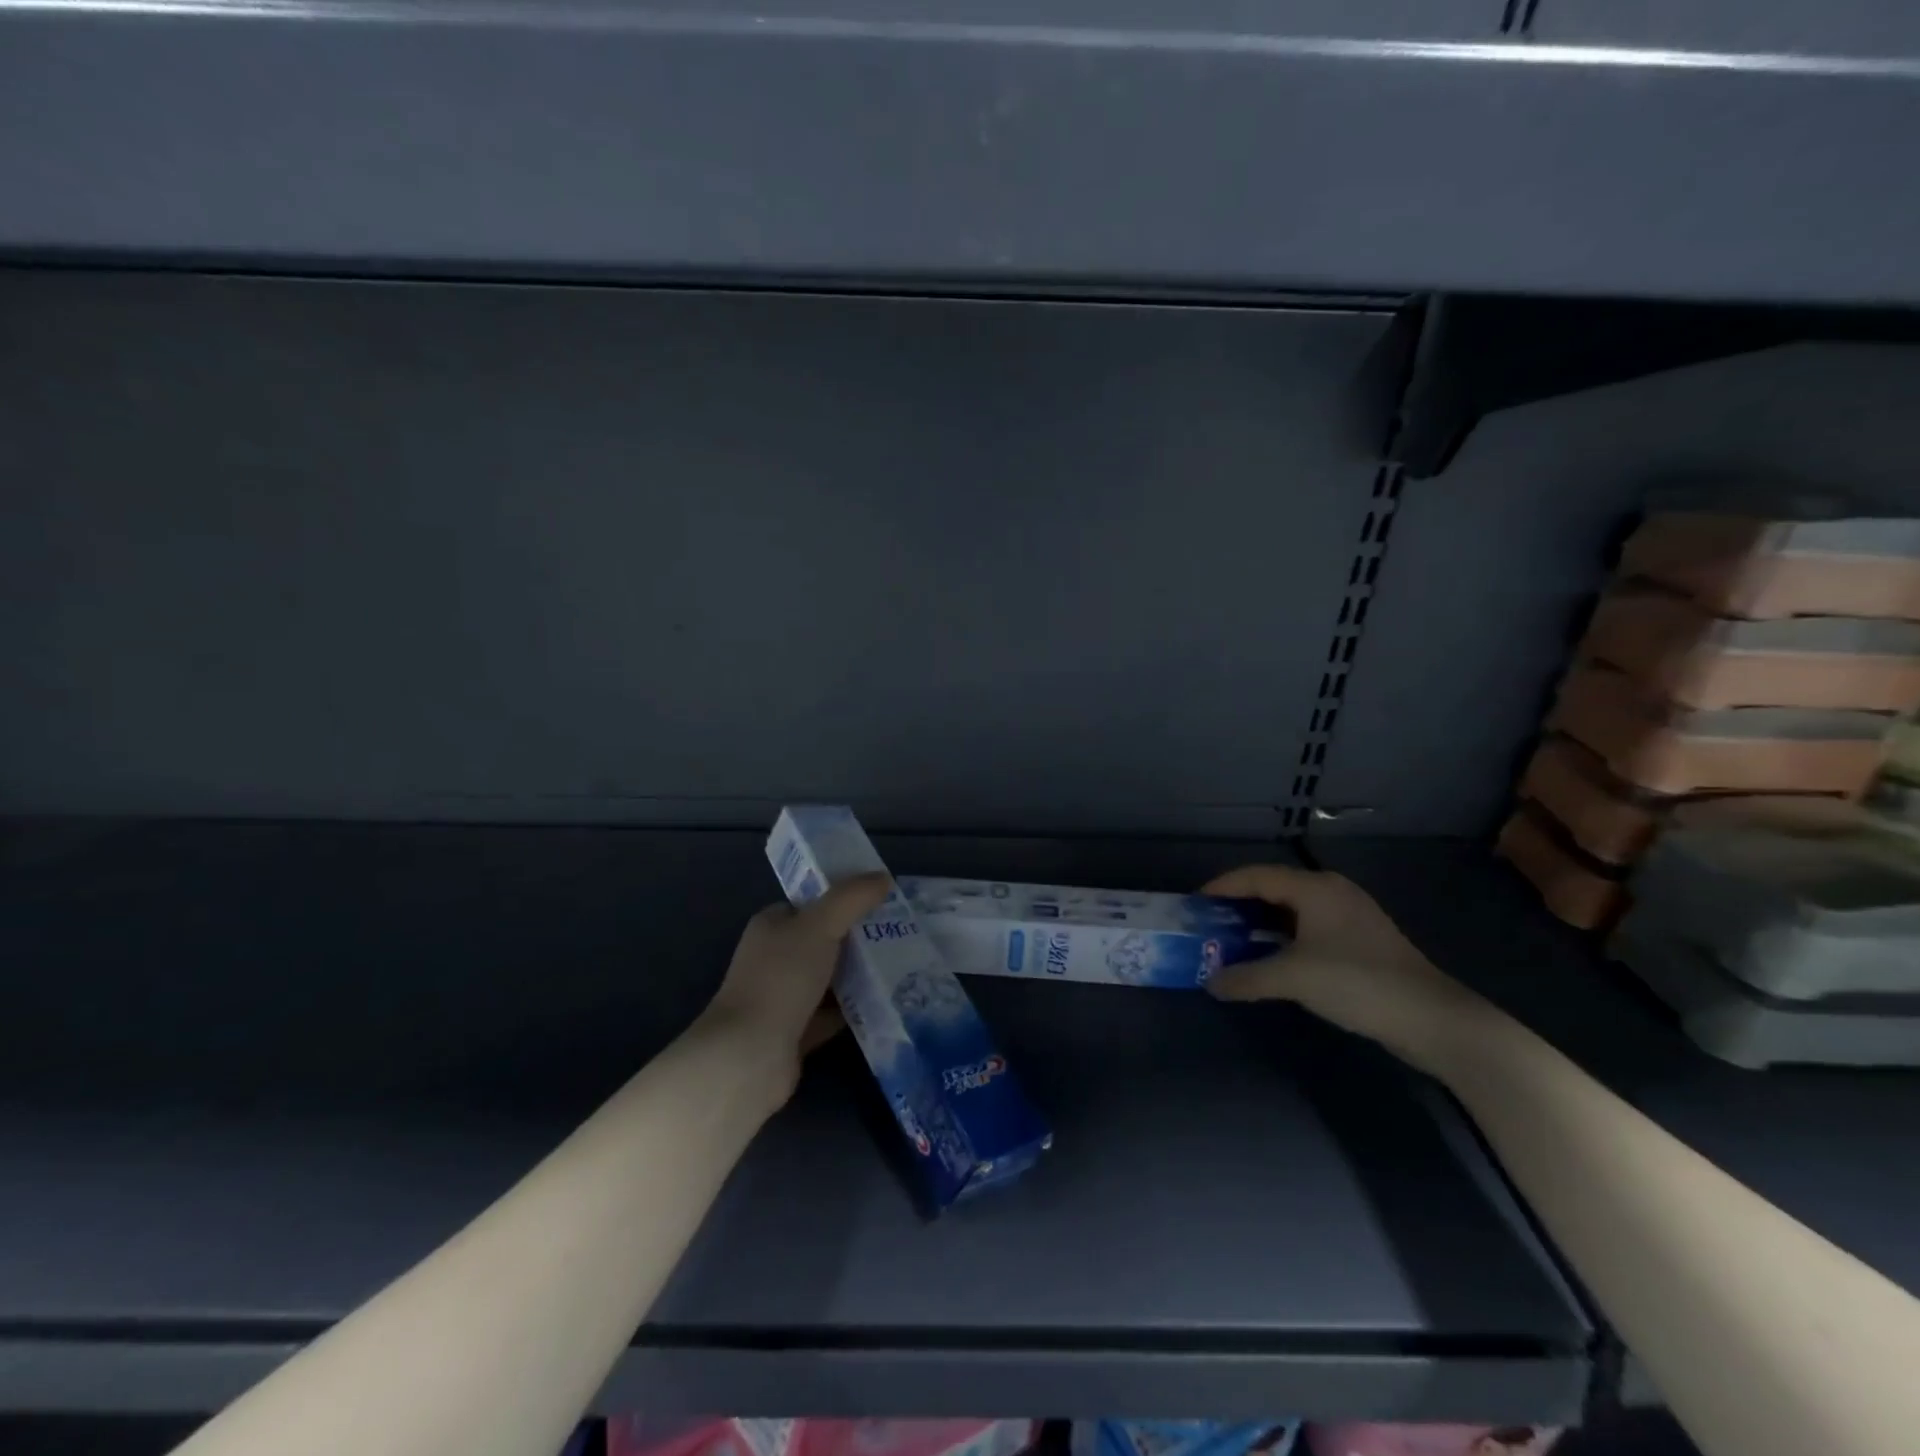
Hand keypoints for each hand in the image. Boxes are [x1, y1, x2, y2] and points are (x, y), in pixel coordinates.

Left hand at [699, 873, 889, 1102]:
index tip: (880, 899)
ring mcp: (783, 998)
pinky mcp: (795, 1033)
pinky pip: (832, 1013)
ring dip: (859, 974)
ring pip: (829, 978)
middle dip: (858, 937)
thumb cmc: (781, 979)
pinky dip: (854, 1009)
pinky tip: (886, 1002)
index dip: (841, 898)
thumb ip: (851, 898)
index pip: (809, 904)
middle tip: (901, 931)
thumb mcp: (820, 925)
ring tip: (902, 964)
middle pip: (823, 940)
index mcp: (771, 926)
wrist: (750, 1057)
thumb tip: (884, 877)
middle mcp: (774, 959)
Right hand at [1202, 864, 1495, 1074]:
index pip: (1256, 876)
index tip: (1194, 904)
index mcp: (1315, 888)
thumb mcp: (1293, 978)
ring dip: (1260, 923)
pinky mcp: (1361, 940)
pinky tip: (1271, 958)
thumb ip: (1246, 977)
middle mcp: (1331, 892)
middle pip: (1273, 888)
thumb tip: (1211, 983)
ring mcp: (1350, 916)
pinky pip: (1308, 927)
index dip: (1222, 887)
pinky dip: (1282, 937)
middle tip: (1210, 923)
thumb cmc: (1357, 983)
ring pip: (1292, 910)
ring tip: (1232, 940)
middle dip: (1238, 905)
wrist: (1433, 1019)